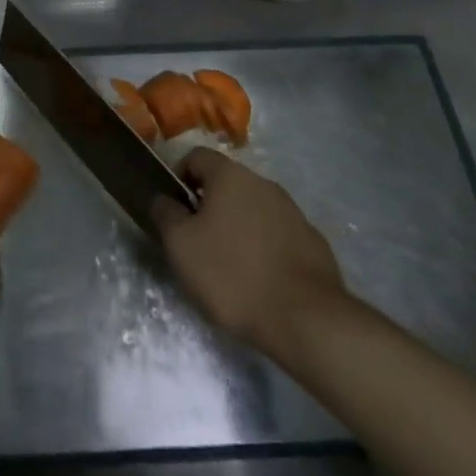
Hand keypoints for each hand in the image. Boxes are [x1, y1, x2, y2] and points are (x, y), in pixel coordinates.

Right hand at [152, 147, 354, 359]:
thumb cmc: (233, 275)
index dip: (179, 178)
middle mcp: (263, 182)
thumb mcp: (181, 246)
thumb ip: (165, 214)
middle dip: (209, 206)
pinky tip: (262, 280)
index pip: (196, 157)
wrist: (306, 318)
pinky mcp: (313, 240)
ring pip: (253, 208)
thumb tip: (162, 198)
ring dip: (238, 226)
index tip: (174, 211)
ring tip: (230, 266)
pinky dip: (265, 247)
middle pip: (226, 183)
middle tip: (198, 242)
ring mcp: (292, 210)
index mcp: (230, 175)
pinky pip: (278, 234)